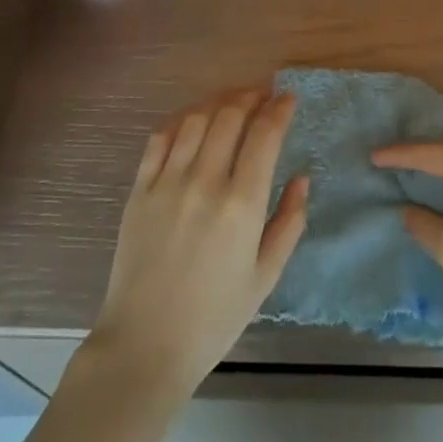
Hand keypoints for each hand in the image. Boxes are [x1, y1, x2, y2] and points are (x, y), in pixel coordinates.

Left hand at [87, 87, 309, 391]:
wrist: (145, 345)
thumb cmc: (214, 317)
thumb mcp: (266, 276)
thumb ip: (289, 222)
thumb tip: (302, 178)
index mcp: (241, 205)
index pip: (264, 134)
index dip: (279, 108)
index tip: (288, 98)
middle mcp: (205, 182)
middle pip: (229, 115)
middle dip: (251, 96)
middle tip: (263, 95)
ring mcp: (168, 182)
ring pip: (196, 118)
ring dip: (218, 101)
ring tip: (232, 101)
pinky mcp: (140, 188)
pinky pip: (161, 137)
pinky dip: (182, 119)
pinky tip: (194, 120)